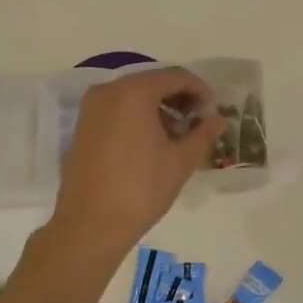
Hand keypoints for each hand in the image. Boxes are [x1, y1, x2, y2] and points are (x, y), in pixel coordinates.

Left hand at [51, 68, 226, 251]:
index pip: (176, 76)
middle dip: (179, 98)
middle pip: (152, 82)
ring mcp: (91, 108)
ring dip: (159, 108)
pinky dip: (138, 116)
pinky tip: (152, 142)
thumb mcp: (181, 161)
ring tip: (178, 135)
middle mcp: (109, 91)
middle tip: (199, 122)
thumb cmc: (141, 189)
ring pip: (133, 96)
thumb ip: (204, 134)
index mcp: (135, 92)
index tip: (215, 110)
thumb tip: (220, 119)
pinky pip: (117, 109)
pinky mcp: (82, 126)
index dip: (200, 90)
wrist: (90, 225)